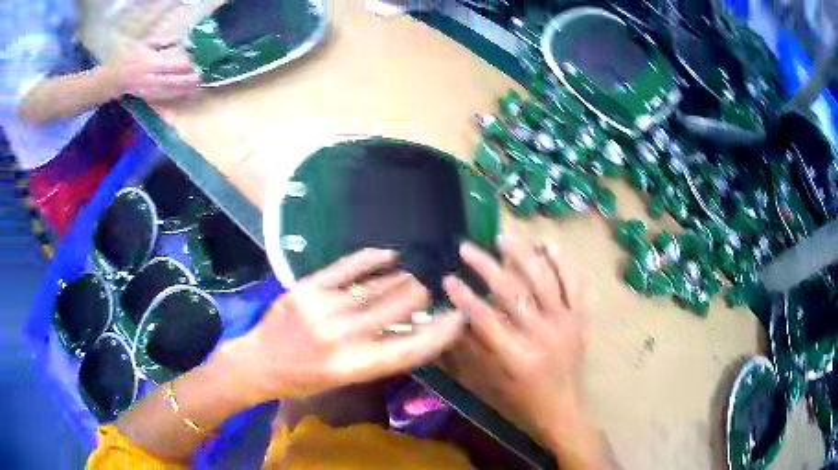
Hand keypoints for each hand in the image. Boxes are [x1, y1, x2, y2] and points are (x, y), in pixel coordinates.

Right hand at [104, 43, 200, 102]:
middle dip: (185, 80)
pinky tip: (185, 94)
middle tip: (201, 77)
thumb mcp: (147, 44)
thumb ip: (164, 43)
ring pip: (166, 92)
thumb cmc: (131, 56)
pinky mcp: (145, 98)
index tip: (195, 62)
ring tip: (197, 86)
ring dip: (182, 90)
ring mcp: (146, 90)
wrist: (113, 78)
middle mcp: (147, 78)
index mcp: (148, 62)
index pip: (167, 64)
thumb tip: (182, 41)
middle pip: (169, 81)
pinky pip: (161, 99)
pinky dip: (174, 97)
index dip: (181, 65)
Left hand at [221, 248, 464, 404]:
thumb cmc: (304, 378)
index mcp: (355, 366)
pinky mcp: (308, 288)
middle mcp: (343, 337)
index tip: (459, 317)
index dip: (439, 333)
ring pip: (375, 287)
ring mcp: (324, 309)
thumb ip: (378, 354)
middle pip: (396, 309)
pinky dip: (371, 259)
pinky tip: (390, 254)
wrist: (259, 362)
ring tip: (416, 272)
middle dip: (420, 296)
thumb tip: (410, 326)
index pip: (410, 349)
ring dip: (400, 278)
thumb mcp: (345, 378)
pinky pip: (347, 268)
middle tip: (434, 287)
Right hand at [443, 238, 609, 468]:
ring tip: (504, 235)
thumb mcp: (493, 381)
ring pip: (543, 281)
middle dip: (486, 267)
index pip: (485, 319)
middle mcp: (543, 334)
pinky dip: (562, 263)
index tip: (448, 278)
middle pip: (512, 293)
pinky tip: (548, 245)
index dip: (464, 297)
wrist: (564, 409)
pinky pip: (574, 285)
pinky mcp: (580, 318)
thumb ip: (475, 348)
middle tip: (467, 248)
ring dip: (521, 255)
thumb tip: (456, 317)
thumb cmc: (524, 400)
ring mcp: (566, 323)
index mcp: (518, 356)